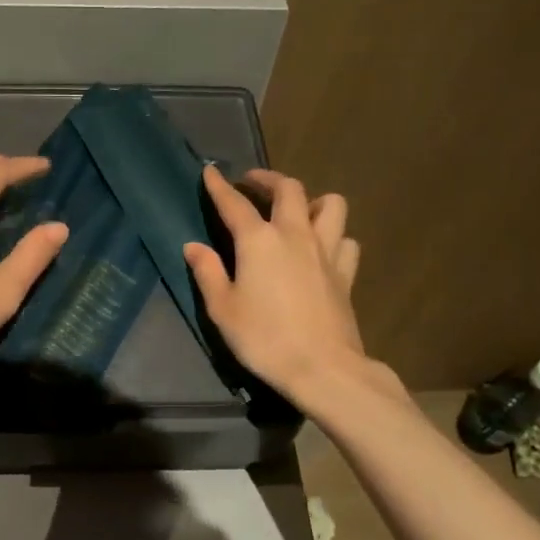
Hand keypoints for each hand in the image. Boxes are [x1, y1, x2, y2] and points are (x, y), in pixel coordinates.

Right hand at [183, 164, 380, 404]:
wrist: (322, 367)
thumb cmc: (264, 338)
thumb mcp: (223, 309)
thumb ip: (207, 272)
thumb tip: (193, 246)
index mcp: (259, 241)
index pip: (234, 203)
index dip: (219, 186)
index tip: (210, 172)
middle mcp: (295, 235)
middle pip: (288, 189)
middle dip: (268, 179)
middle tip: (253, 184)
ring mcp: (326, 251)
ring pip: (330, 204)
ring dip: (311, 200)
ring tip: (297, 211)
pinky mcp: (346, 272)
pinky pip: (346, 240)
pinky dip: (335, 236)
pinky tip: (322, 249)